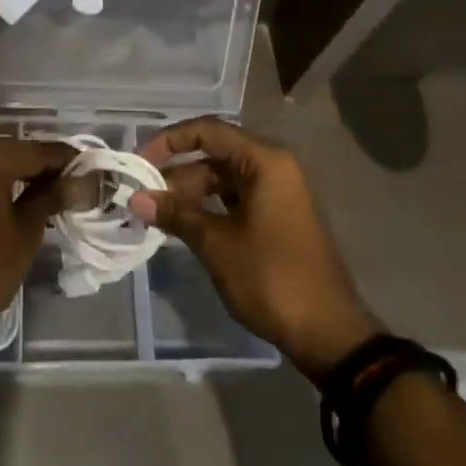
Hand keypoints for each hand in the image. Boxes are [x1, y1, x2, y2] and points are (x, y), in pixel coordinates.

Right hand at [129, 117, 381, 383]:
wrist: (329, 334)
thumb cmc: (272, 278)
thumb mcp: (217, 244)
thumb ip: (177, 214)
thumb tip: (136, 198)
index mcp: (265, 161)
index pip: (208, 131)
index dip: (170, 141)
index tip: (140, 162)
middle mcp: (275, 167)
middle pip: (216, 154)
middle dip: (178, 173)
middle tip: (145, 196)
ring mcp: (279, 193)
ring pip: (224, 178)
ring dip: (192, 192)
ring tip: (159, 214)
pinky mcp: (279, 217)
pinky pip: (237, 198)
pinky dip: (210, 207)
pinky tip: (186, 225)